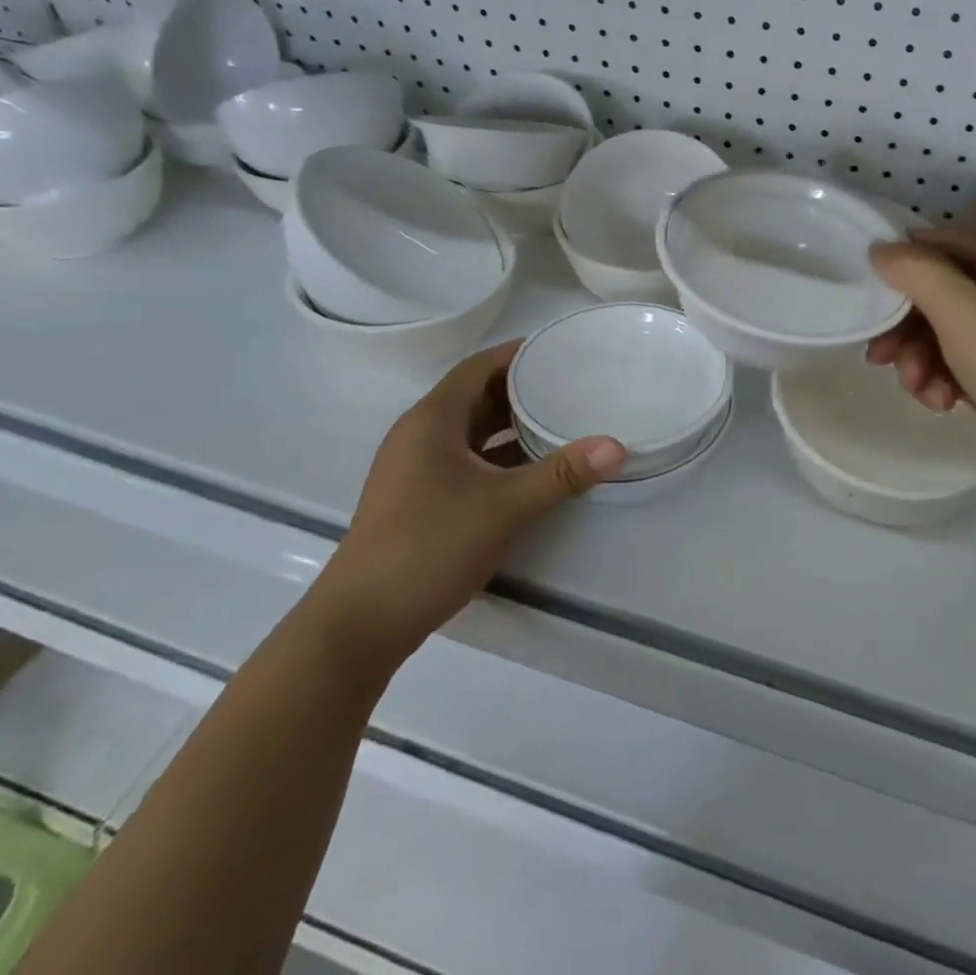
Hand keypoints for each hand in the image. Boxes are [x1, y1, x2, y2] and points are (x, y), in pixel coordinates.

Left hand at [306, 341, 624, 681]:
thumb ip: (562, 475)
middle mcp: (419, 436)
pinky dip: (498, 457)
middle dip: (521, 390)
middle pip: (475, 397)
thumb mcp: (505, 507)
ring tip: (559, 421)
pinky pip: (466, 461)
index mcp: (431, 421)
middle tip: (571, 384)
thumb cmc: (429, 547)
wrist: (360, 625)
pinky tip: (532, 470)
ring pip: (471, 433)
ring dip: (510, 426)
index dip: (517, 354)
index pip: (478, 368)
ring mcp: (415, 470)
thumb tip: (616, 447)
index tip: (559, 349)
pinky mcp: (418, 500)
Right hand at [867, 229, 975, 505]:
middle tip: (880, 354)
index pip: (947, 244)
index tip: (868, 287)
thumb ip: (917, 273)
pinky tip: (941, 403)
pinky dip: (943, 380)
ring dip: (921, 359)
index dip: (906, 260)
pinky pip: (959, 364)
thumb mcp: (965, 313)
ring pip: (945, 333)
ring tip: (919, 388)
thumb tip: (880, 249)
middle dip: (908, 326)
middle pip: (942, 294)